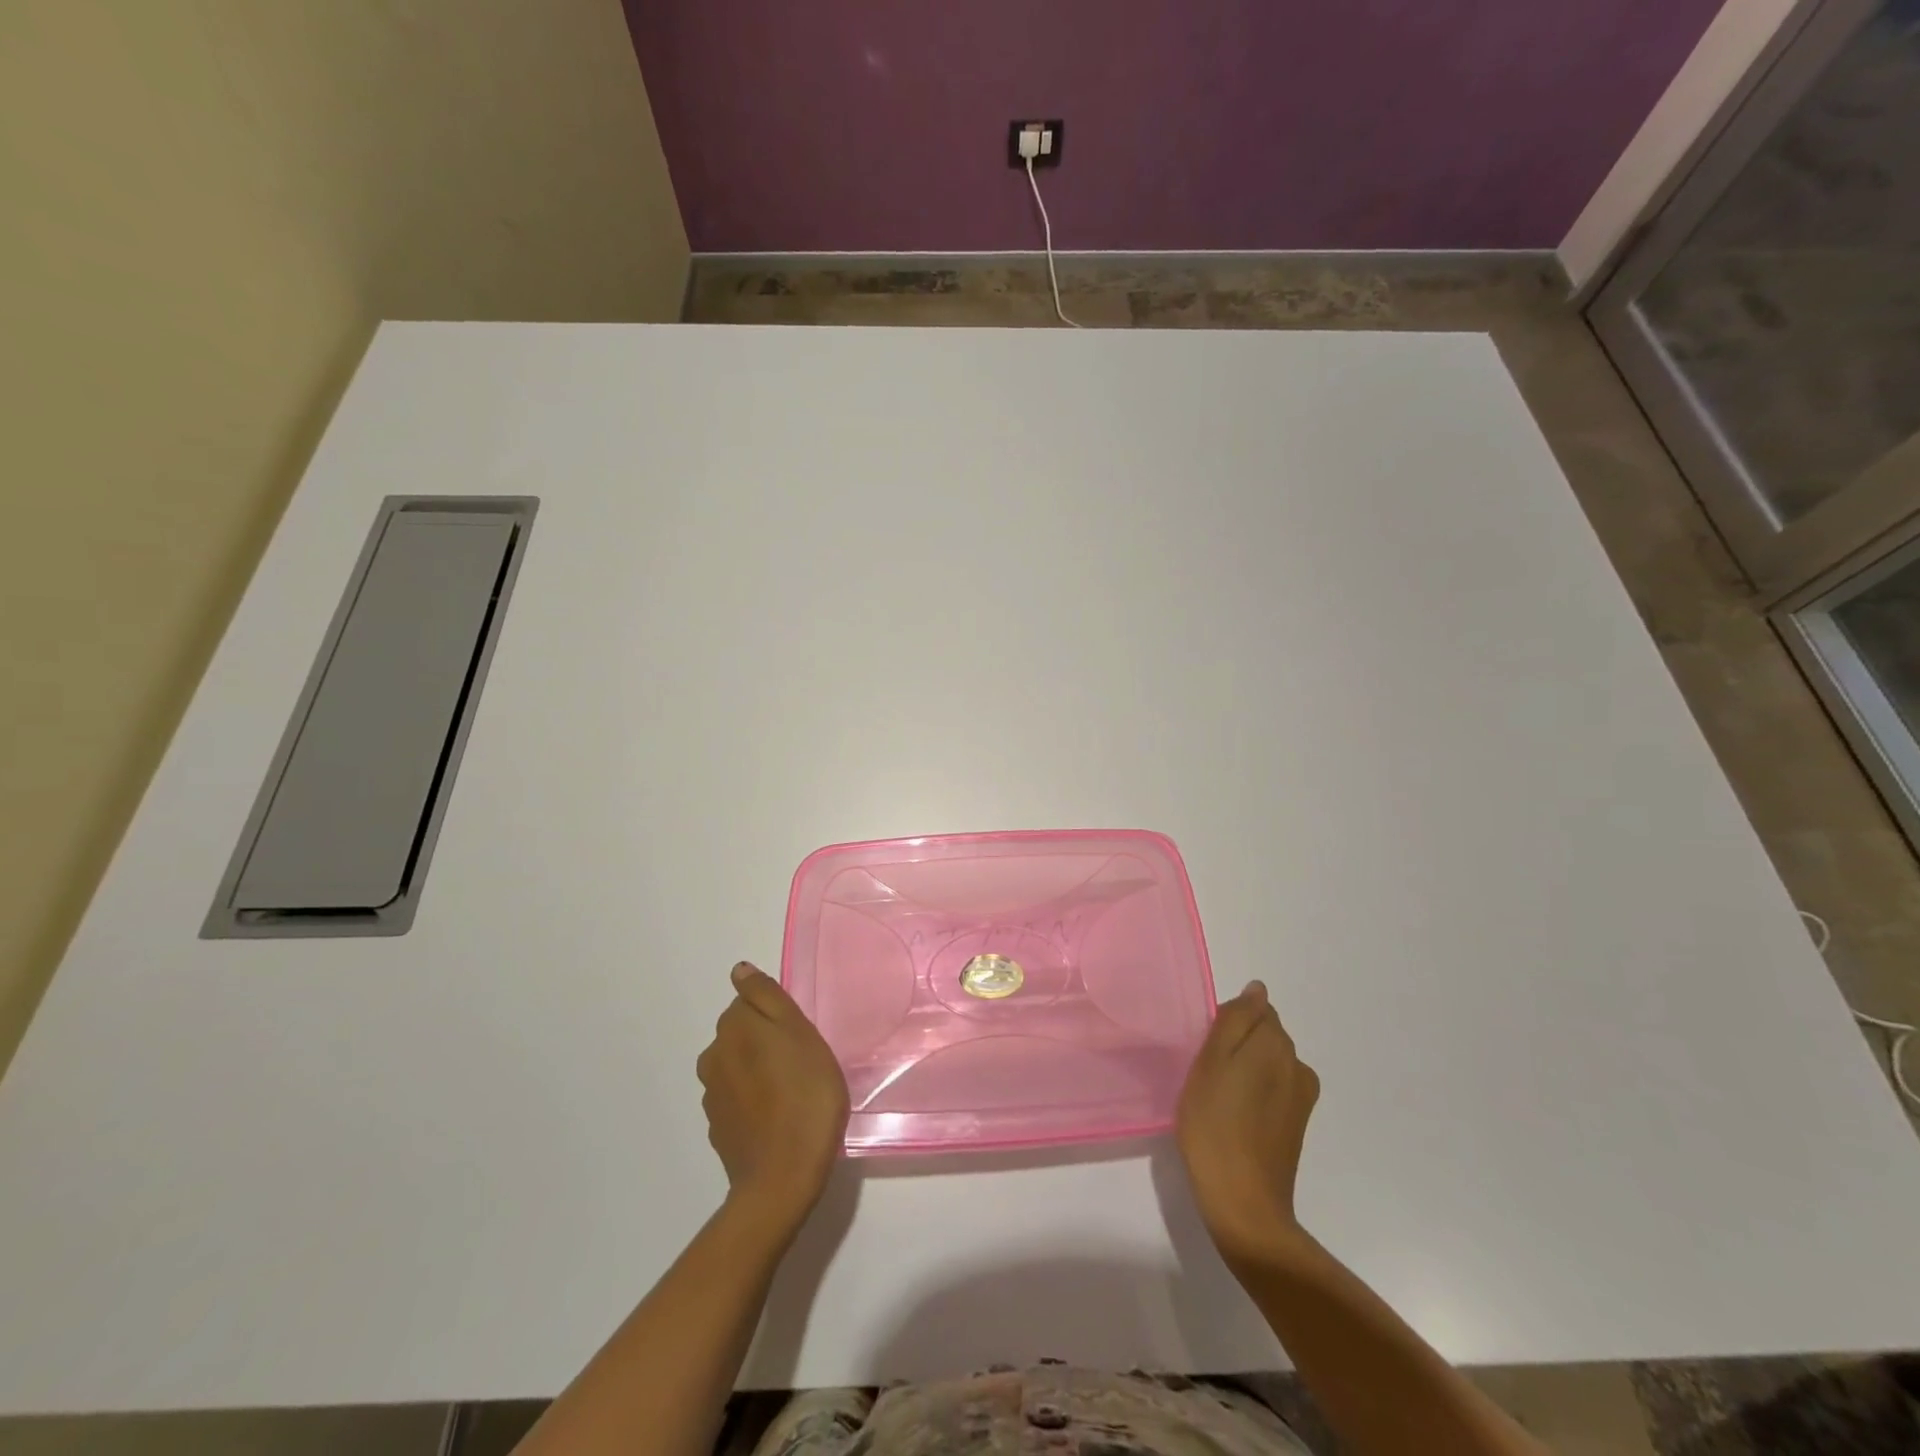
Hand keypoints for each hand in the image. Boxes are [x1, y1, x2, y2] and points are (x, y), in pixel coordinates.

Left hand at [697, 962, 849, 1232]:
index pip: (749, 1002)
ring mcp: (712, 1096)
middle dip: (766, 1041)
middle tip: (803, 1063)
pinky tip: (777, 1117)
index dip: (778, 1016)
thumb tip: (739, 970)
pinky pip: (737, 1099)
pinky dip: (753, 1100)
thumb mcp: (799, 1032)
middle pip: (742, 1033)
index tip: (800, 1036)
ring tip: (793, 1093)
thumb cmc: (804, 1095)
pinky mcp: (718, 1128)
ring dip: (759, 1070)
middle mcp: (713, 1056)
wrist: (783, 1177)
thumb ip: (767, 997)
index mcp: (733, 1028)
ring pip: (738, 1066)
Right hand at [1176, 980, 1318, 1267]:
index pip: (1255, 1009)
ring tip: (1216, 1097)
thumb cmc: (1214, 1125)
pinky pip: (1273, 1088)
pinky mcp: (1296, 1124)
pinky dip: (1253, 1093)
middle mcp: (1297, 1065)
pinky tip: (1232, 1116)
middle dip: (1237, 1044)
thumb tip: (1257, 990)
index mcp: (1275, 1044)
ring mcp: (1301, 1097)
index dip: (1227, 1023)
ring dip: (1245, 1069)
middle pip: (1264, 1035)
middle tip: (1205, 1073)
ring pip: (1268, 1062)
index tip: (1206, 1048)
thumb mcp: (1210, 1062)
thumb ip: (1235, 1020)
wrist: (1243, 1203)